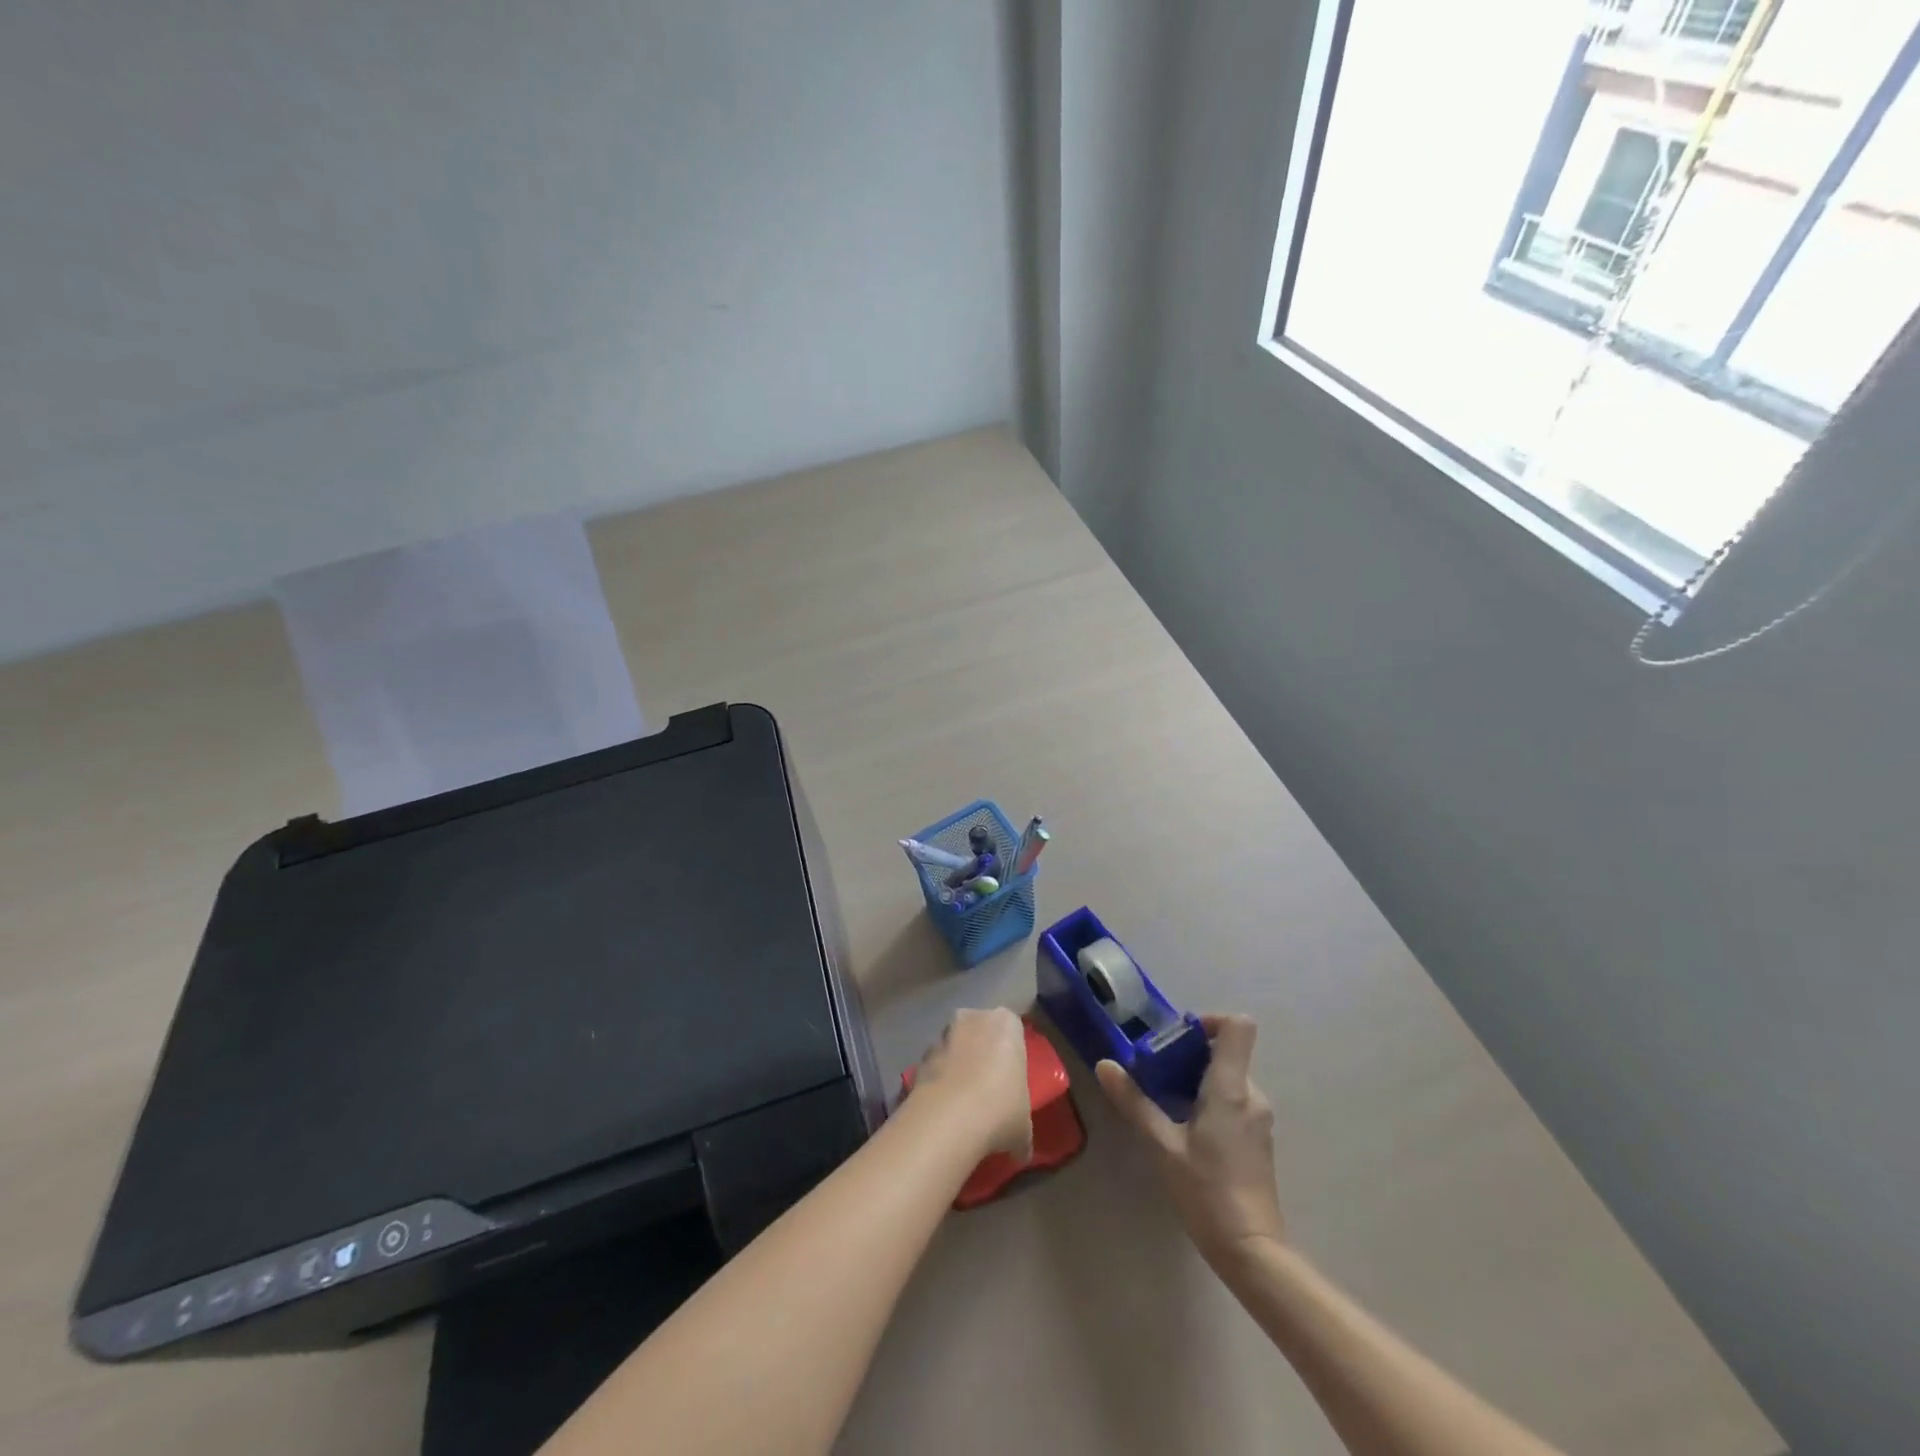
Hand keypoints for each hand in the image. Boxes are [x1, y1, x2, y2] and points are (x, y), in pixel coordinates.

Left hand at [908, 1008, 1032, 1162]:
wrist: (950, 1118)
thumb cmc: (1001, 1109)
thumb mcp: (1024, 1126)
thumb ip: (1022, 1130)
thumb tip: (1021, 1150)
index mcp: (1006, 1023)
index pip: (1012, 1030)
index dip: (1011, 1054)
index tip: (1011, 1079)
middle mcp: (973, 1018)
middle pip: (979, 1032)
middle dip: (981, 1055)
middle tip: (988, 1090)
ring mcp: (942, 1035)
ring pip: (954, 1048)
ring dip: (957, 1067)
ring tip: (963, 1106)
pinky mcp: (919, 1057)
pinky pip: (935, 1067)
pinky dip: (938, 1083)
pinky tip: (943, 1112)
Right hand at [1097, 1014, 1284, 1264]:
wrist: (1252, 1250)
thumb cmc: (1207, 1192)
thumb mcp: (1162, 1145)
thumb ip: (1134, 1102)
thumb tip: (1105, 1065)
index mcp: (1232, 1088)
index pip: (1239, 1027)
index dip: (1211, 1019)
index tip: (1178, 1035)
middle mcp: (1252, 1095)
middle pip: (1227, 1052)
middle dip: (1190, 1054)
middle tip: (1154, 1070)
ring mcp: (1259, 1118)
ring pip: (1228, 1078)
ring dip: (1197, 1079)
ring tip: (1163, 1099)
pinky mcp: (1258, 1138)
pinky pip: (1234, 1100)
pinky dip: (1208, 1100)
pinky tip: (1184, 1127)